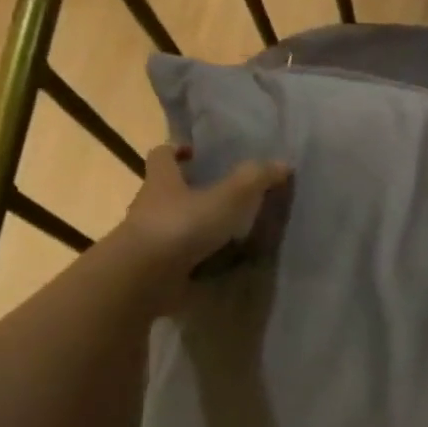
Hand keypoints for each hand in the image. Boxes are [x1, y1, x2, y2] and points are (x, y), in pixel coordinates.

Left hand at [120, 143, 290, 279]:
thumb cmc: (183, 226)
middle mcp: (149, 205)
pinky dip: (194, 258)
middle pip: (167, 190)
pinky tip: (217, 265)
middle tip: (222, 195)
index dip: (177, 150)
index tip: (195, 153)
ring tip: (227, 234)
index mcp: (162, 180)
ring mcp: (149, 239)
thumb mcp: (227, 197)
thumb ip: (254, 180)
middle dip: (190, 190)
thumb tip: (283, 163)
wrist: (144, 277)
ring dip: (194, 227)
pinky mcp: (153, 267)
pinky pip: (176, 257)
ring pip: (172, 224)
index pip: (162, 155)